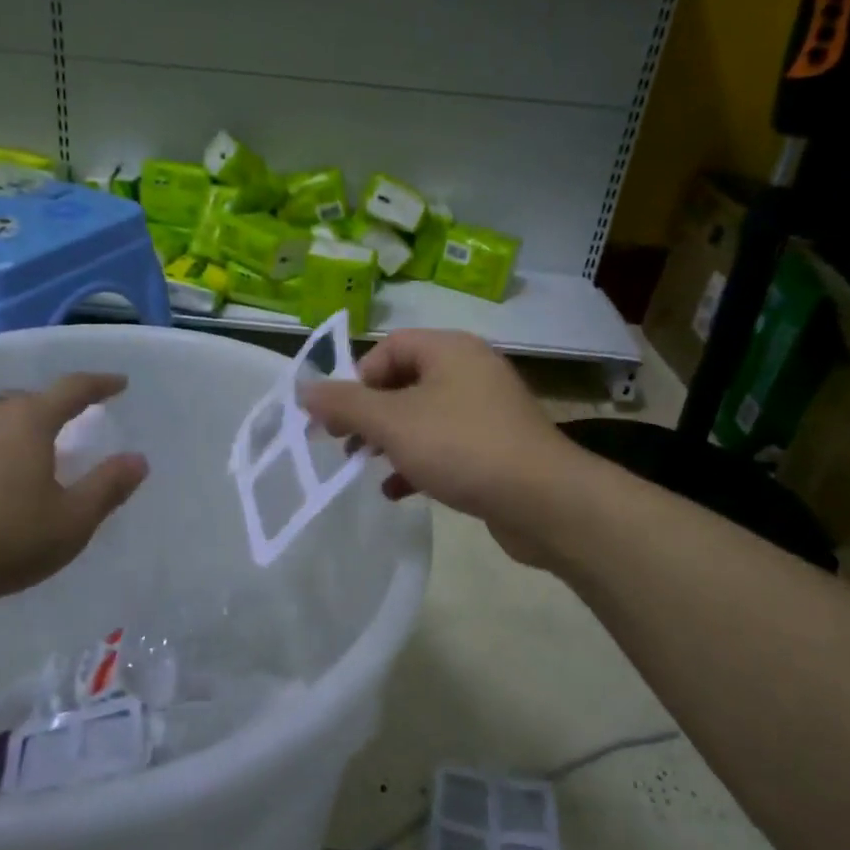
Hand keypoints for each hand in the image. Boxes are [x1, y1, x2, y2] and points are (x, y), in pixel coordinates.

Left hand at [0, 373, 147, 612]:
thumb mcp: (69, 523)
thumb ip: (107, 488)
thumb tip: (138, 460)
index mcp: (28, 421)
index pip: (73, 388)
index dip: (100, 384)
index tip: (119, 383)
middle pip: (28, 400)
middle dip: (54, 409)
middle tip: (69, 428)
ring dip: (14, 432)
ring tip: (23, 460)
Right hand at [298, 330, 590, 567]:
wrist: (544, 501)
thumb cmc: (462, 447)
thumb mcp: (393, 423)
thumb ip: (345, 404)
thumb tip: (304, 388)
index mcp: (449, 350)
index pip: (389, 348)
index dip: (357, 378)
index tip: (339, 416)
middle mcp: (470, 371)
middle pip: (403, 382)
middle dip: (368, 413)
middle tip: (343, 443)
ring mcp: (487, 410)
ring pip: (422, 416)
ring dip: (389, 440)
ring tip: (363, 467)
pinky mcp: (496, 447)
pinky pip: (445, 445)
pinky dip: (417, 461)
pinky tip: (397, 490)